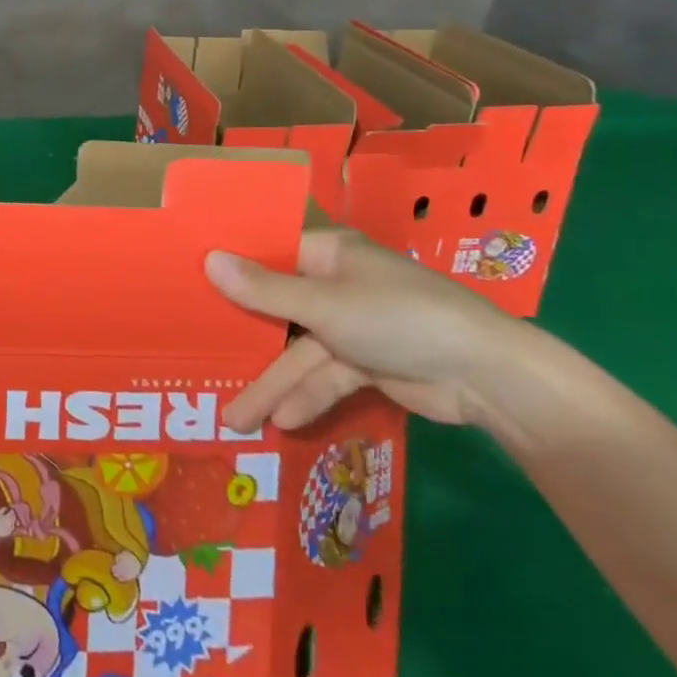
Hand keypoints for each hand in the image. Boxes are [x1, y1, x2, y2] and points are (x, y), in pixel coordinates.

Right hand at [208, 230, 527, 431]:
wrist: (487, 375)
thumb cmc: (398, 318)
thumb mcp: (324, 305)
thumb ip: (263, 290)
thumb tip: (208, 260)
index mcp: (327, 254)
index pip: (268, 256)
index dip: (231, 271)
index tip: (189, 287)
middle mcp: (335, 284)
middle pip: (277, 309)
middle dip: (246, 342)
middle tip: (201, 361)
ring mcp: (352, 326)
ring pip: (300, 353)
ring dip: (274, 386)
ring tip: (235, 420)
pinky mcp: (369, 362)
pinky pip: (326, 377)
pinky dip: (308, 398)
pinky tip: (283, 423)